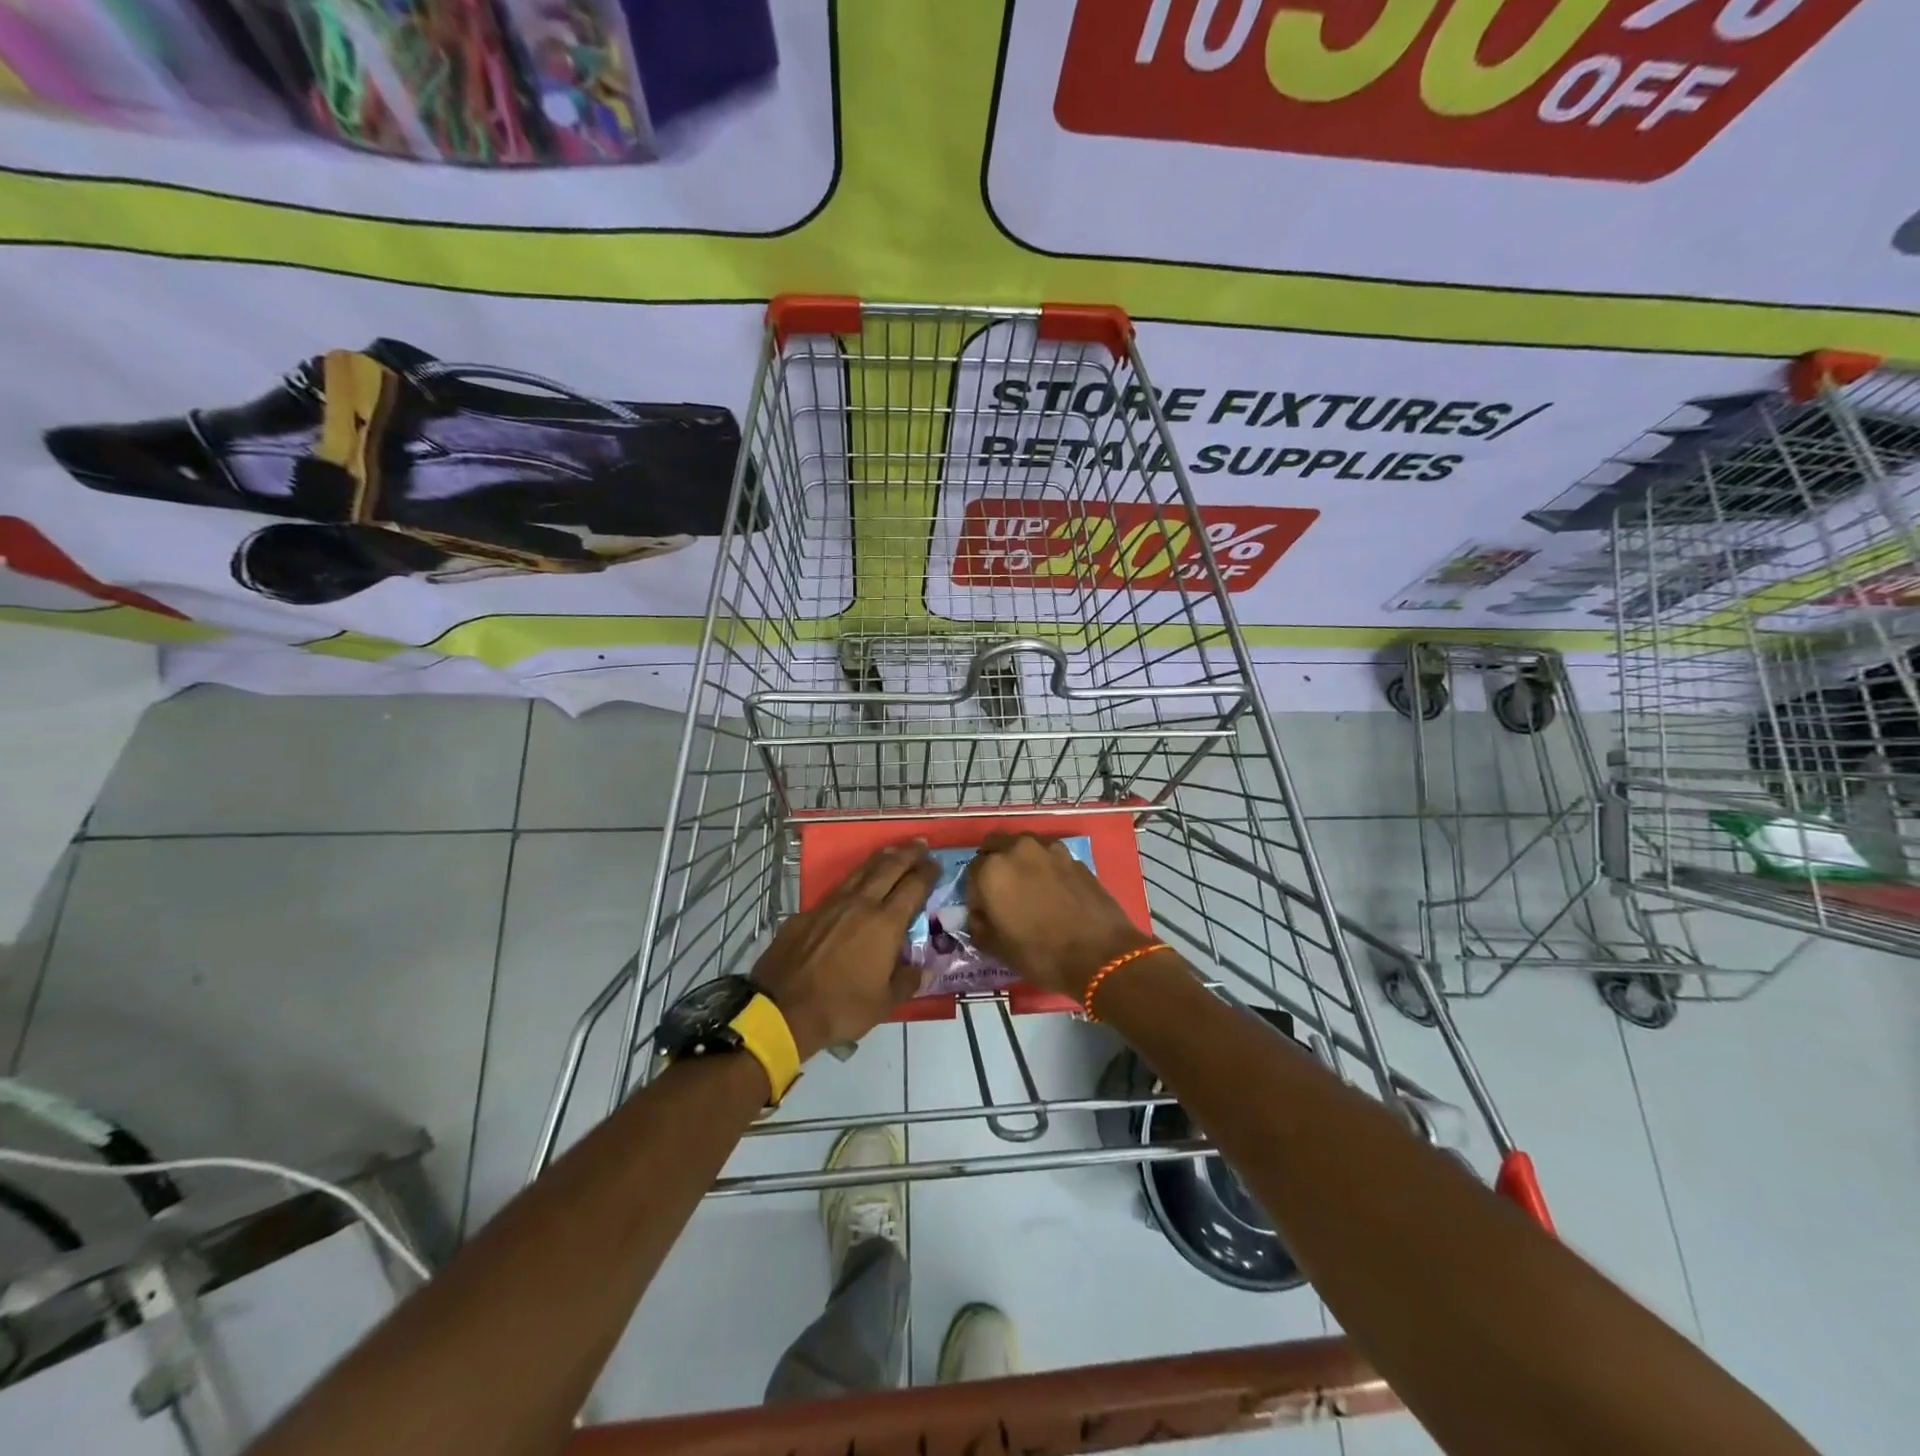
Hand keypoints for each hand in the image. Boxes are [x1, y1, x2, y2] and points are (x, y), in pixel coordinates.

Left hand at [750, 842, 937, 1061]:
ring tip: (892, 850)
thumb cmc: (841, 1007)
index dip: (927, 873)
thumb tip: (924, 970)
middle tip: (920, 843)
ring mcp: (831, 905)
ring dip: (880, 858)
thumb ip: (907, 981)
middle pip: (889, 869)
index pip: (913, 887)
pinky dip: (853, 879)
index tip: (936, 863)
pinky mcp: (808, 913)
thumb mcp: (884, 1003)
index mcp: (885, 924)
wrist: (783, 1008)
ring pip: (861, 872)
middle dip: (907, 854)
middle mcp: (861, 905)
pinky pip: (837, 889)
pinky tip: (855, 884)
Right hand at [965, 832, 1156, 999]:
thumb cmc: (1040, 954)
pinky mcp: (1075, 858)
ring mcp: (1050, 850)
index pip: (971, 871)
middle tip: (1002, 891)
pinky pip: (1050, 856)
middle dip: (993, 863)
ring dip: (1020, 860)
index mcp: (992, 870)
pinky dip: (1045, 867)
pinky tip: (1054, 891)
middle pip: (996, 845)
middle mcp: (1018, 850)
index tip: (984, 909)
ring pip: (1024, 845)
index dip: (975, 892)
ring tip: (1029, 888)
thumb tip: (979, 914)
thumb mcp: (996, 948)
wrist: (1101, 955)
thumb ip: (978, 925)